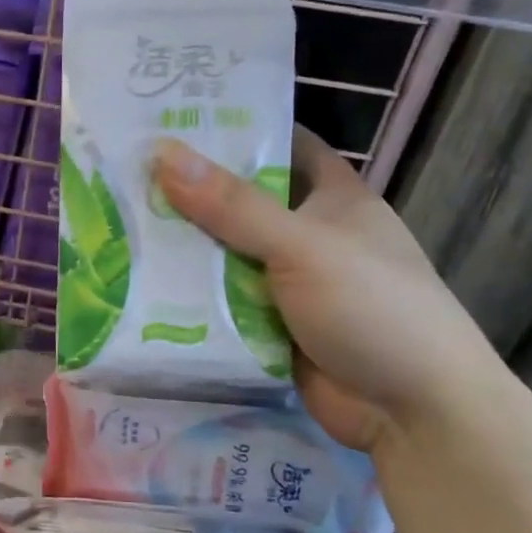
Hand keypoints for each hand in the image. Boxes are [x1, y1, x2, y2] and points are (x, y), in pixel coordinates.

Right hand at [152, 129, 500, 452]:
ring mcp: (290, 282)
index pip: (283, 144)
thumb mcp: (302, 246)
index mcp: (333, 197)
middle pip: (241, 201)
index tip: (175, 117)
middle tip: (123, 171)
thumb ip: (232, 205)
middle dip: (190, 190)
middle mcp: (309, 233)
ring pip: (226, 254)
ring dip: (183, 247)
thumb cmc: (372, 308)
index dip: (236, 128)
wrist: (415, 415)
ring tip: (116, 222)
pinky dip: (190, 296)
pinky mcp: (272, 326)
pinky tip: (138, 282)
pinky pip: (222, 301)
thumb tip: (162, 153)